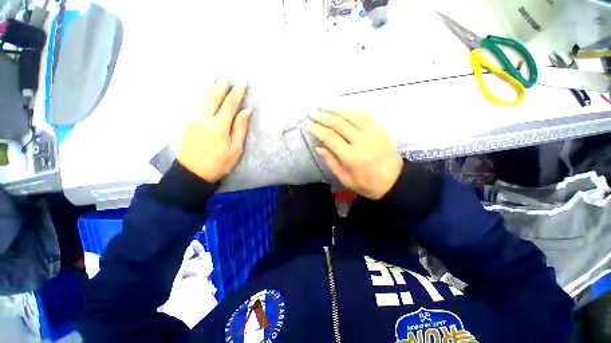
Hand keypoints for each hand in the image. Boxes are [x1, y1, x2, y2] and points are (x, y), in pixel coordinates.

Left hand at [178, 78, 251, 182]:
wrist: (193, 173)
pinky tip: (204, 92)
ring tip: (215, 77)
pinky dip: (201, 96)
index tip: (242, 82)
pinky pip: (195, 104)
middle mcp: (204, 118)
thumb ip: (240, 128)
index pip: (229, 104)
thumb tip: (246, 110)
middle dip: (222, 84)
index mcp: (219, 125)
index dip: (237, 92)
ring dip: (210, 86)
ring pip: (201, 98)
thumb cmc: (219, 163)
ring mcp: (192, 119)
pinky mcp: (186, 122)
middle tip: (227, 74)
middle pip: (213, 96)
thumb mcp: (235, 148)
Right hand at [307, 110, 403, 199]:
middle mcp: (361, 141)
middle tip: (313, 114)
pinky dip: (351, 111)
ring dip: (336, 111)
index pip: (330, 138)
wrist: (394, 181)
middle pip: (338, 124)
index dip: (317, 130)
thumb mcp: (345, 178)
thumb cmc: (366, 184)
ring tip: (324, 108)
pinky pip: (363, 115)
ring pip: (350, 116)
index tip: (308, 125)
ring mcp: (372, 132)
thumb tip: (319, 147)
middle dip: (323, 117)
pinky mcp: (379, 129)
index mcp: (351, 156)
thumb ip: (331, 162)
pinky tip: (343, 111)